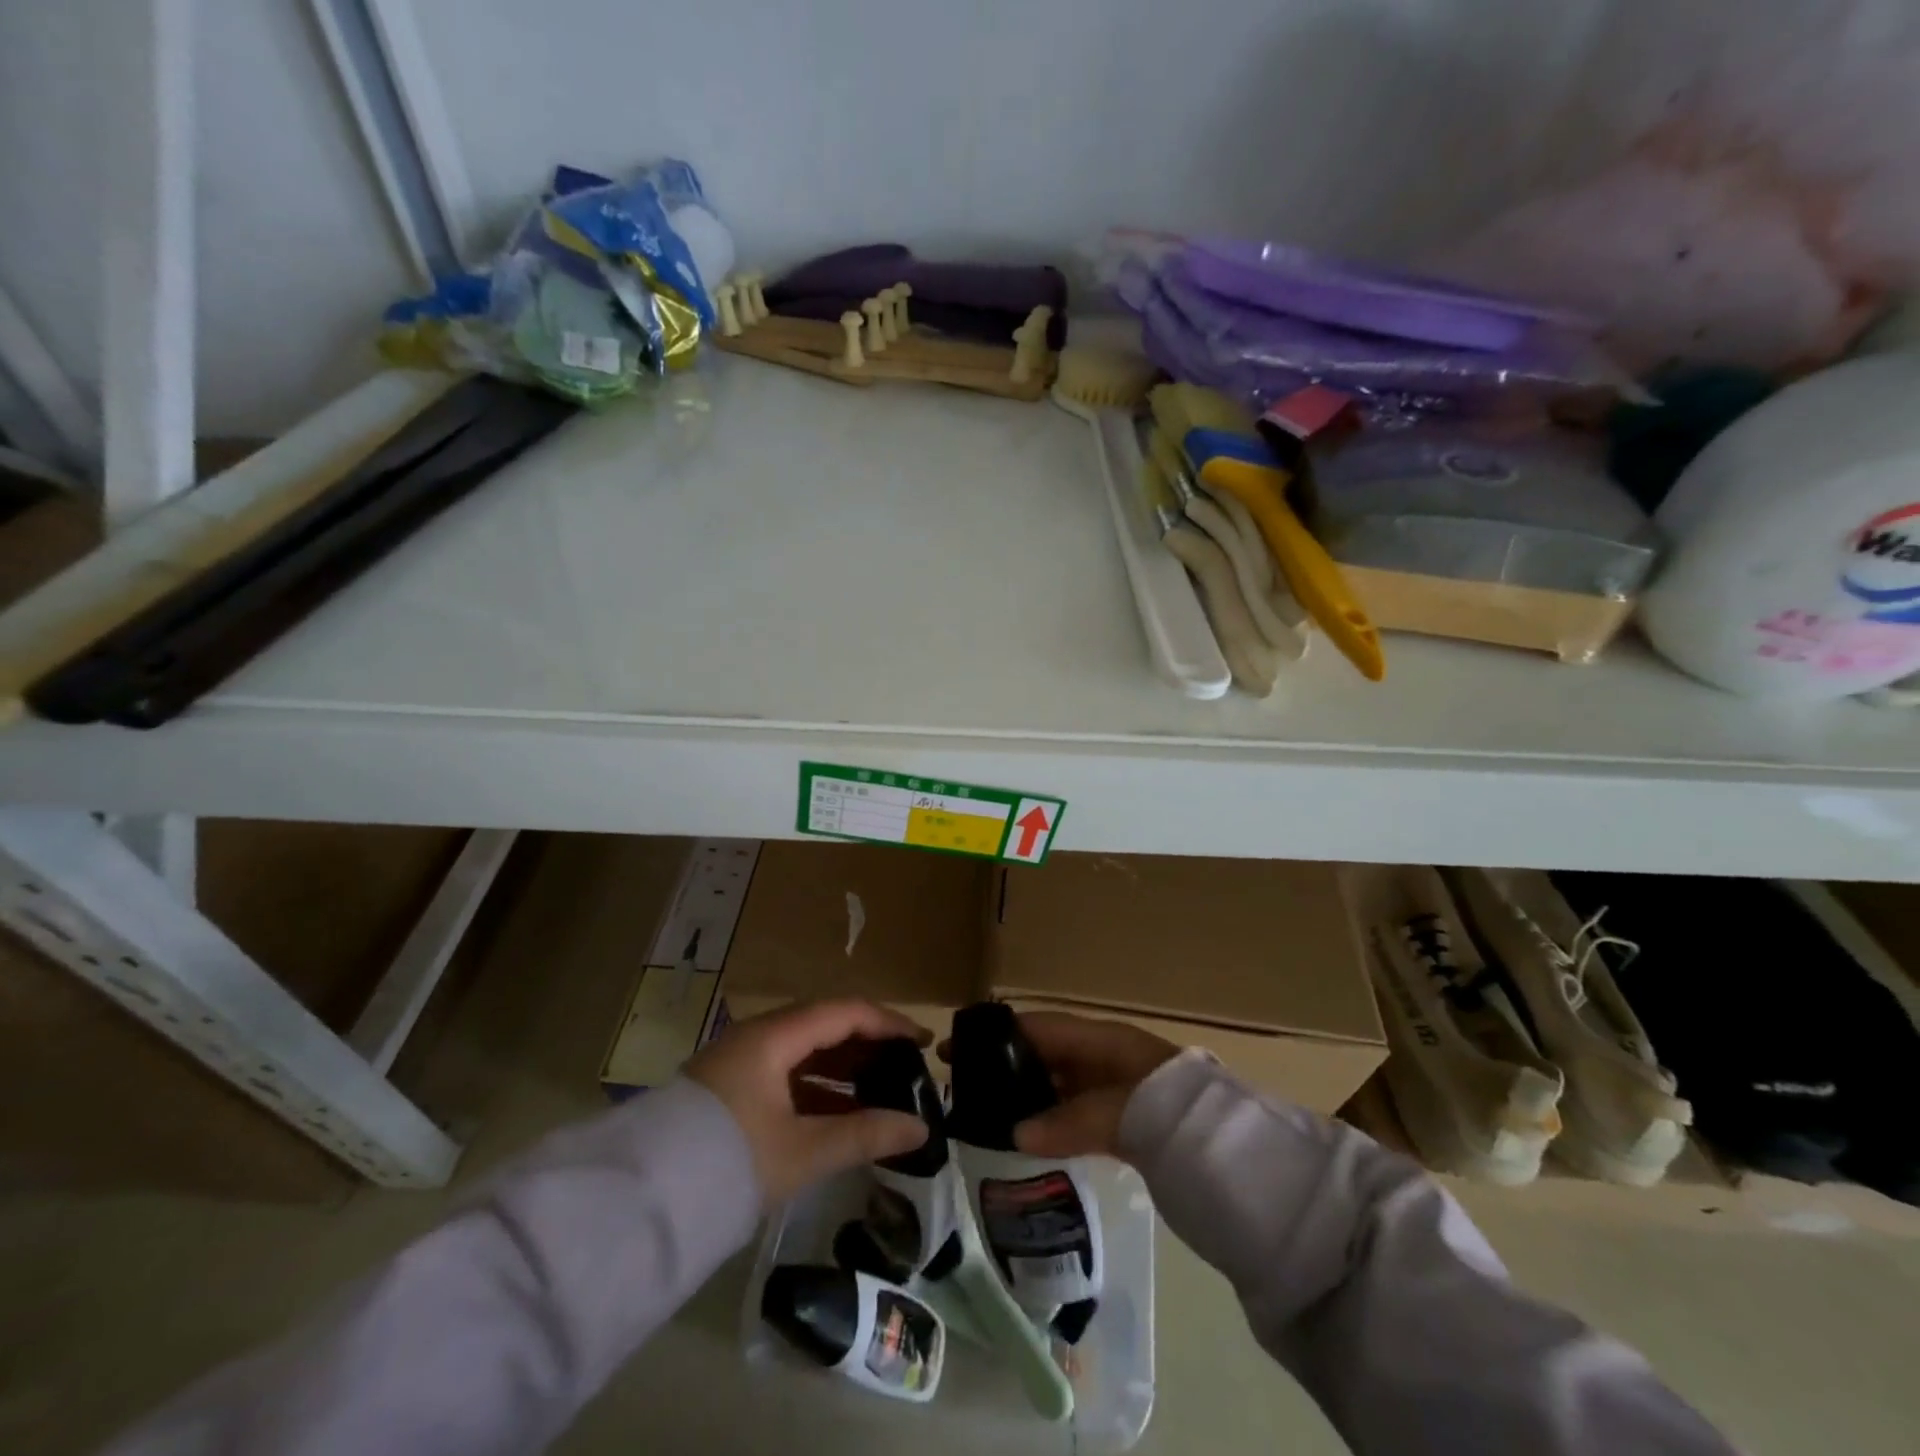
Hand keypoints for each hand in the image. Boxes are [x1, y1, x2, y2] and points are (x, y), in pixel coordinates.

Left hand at [687, 999, 932, 1204]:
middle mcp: (756, 1037)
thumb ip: (864, 1135)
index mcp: (773, 1037)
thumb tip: (920, 1128)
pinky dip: (816, 1087)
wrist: (642, 1204)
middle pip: (824, 1025)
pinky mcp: (728, 1090)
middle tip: (905, 1064)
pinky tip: (839, 1112)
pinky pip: (785, 1074)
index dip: (887, 1022)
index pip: (843, 1012)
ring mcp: (739, 1063)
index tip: (921, 1040)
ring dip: (842, 1066)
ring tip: (880, 1088)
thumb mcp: (803, 1150)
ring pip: (803, 1051)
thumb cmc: (731, 1162)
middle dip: (867, 1042)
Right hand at [945, 1011, 1179, 1161]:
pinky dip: (1050, 1122)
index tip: (955, 1045)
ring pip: (1058, 1086)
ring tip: (983, 1114)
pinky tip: (1026, 1138)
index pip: (1040, 1027)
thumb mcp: (1121, 1112)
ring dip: (1026, 1096)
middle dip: (1006, 1065)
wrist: (1235, 1155)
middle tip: (962, 1086)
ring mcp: (1114, 1089)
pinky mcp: (1123, 1121)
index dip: (998, 1033)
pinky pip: (1075, 1113)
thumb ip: (1069, 1121)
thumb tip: (1014, 1134)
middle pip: (1046, 1054)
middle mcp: (1105, 1057)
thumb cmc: (1175, 1115)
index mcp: (1103, 1040)